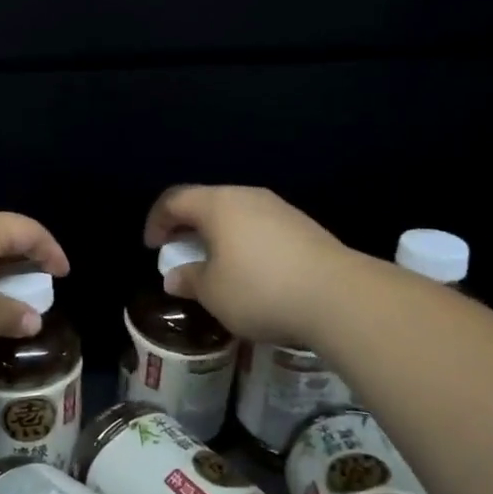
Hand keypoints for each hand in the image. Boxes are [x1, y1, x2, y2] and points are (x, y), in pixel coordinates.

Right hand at [144, 185, 355, 348]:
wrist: (339, 296)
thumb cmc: (260, 289)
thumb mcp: (213, 293)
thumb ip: (189, 280)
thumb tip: (175, 277)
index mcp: (217, 204)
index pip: (174, 200)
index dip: (157, 221)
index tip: (152, 247)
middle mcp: (247, 196)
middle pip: (207, 202)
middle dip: (188, 226)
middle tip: (180, 252)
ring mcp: (280, 209)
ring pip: (236, 214)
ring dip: (218, 235)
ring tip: (215, 264)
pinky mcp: (304, 227)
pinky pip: (261, 227)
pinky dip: (245, 243)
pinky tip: (251, 271)